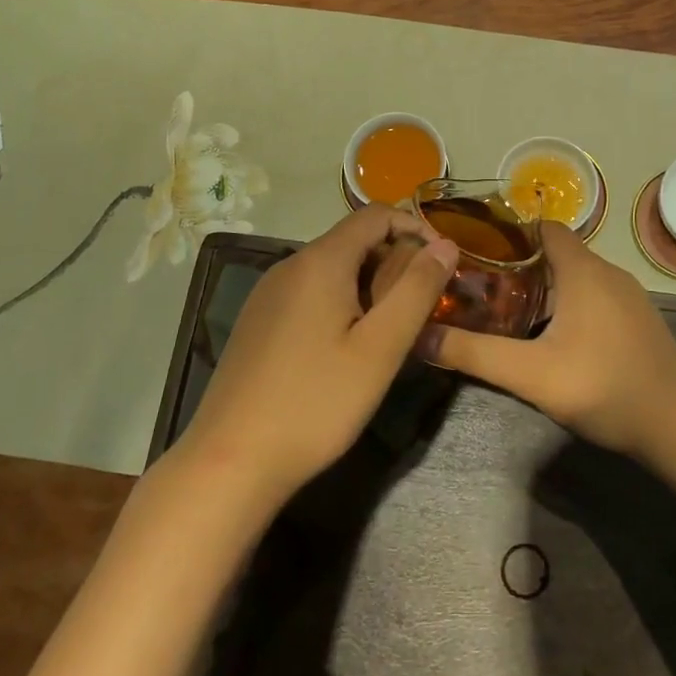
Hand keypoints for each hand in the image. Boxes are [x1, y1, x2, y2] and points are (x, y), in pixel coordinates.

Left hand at [177, 205, 458, 509]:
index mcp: (320, 261)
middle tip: (422, 306)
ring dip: (369, 283)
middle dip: (395, 260)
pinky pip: (310, 292)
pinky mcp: (257, 321)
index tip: (442, 264)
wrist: (230, 461)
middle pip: (353, 240)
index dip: (415, 228)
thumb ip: (417, 290)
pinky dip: (340, 301)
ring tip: (391, 329)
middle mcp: (290, 265)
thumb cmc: (316, 402)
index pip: (375, 214)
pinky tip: (347, 346)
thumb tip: (445, 245)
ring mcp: (268, 293)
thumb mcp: (380, 349)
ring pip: (331, 268)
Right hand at [418, 221, 675, 461]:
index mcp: (583, 270)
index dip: (508, 233)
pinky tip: (552, 338)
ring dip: (543, 288)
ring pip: (575, 276)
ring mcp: (629, 296)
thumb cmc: (605, 388)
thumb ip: (474, 355)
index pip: (542, 227)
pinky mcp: (638, 320)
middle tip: (480, 287)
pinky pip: (594, 297)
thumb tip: (419, 337)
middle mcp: (608, 272)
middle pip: (555, 252)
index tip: (475, 251)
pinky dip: (568, 304)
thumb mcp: (531, 375)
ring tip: (507, 312)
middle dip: (517, 265)